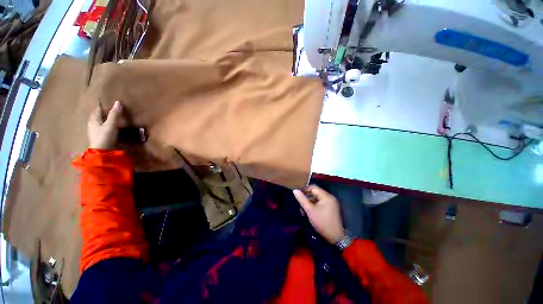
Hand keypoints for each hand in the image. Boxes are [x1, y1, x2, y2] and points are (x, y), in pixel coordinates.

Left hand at [88, 101, 124, 148]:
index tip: (108, 102)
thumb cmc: (104, 136)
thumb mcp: (111, 124)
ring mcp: (95, 132)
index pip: (97, 110)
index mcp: (93, 120)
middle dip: (104, 113)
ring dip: (105, 121)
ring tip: (113, 119)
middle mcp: (92, 125)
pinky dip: (107, 128)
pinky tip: (112, 129)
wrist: (101, 152)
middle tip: (112, 111)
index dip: (102, 106)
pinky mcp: (99, 138)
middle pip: (98, 117)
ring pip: (100, 123)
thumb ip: (115, 114)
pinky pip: (103, 130)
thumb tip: (118, 102)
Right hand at [293, 185, 343, 243]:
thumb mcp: (309, 210)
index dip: (305, 190)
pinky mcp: (331, 208)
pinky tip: (310, 212)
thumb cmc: (321, 222)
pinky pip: (321, 203)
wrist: (335, 237)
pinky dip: (315, 206)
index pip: (313, 187)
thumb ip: (302, 199)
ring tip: (304, 211)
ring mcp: (331, 203)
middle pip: (315, 193)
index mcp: (326, 196)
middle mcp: (330, 197)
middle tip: (301, 206)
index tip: (298, 196)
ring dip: (310, 203)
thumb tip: (295, 190)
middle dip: (307, 198)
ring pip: (317, 199)